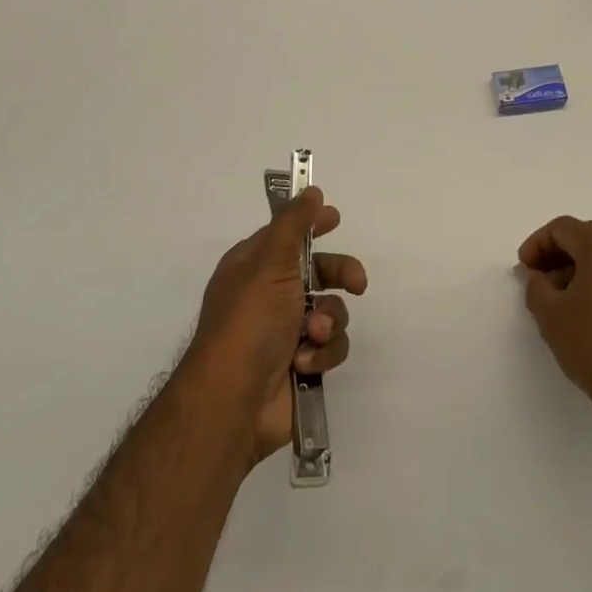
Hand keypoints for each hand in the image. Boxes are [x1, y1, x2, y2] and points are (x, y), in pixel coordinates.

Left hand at [186, 187, 366, 468]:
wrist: (235, 400)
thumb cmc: (250, 320)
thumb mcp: (270, 262)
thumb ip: (294, 224)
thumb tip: (310, 190)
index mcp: (254, 266)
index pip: (287, 234)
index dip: (311, 224)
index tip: (335, 218)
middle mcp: (270, 295)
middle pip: (319, 271)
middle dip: (339, 274)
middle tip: (357, 282)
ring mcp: (287, 331)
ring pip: (331, 310)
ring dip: (328, 321)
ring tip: (312, 335)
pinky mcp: (302, 364)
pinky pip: (331, 346)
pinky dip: (321, 354)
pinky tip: (304, 364)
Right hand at [517, 216, 591, 430]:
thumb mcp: (551, 315)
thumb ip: (535, 285)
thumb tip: (534, 274)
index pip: (563, 228)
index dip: (537, 244)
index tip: (524, 269)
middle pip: (586, 237)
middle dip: (557, 255)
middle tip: (537, 280)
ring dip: (577, 268)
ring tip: (559, 299)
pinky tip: (585, 310)